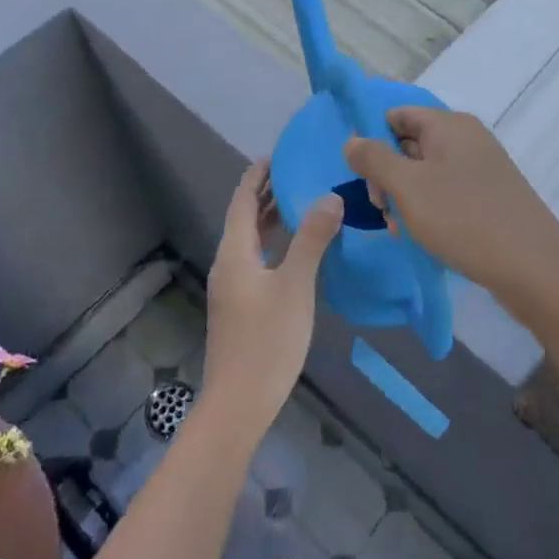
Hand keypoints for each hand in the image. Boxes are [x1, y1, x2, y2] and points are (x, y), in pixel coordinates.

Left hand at [200, 161, 342, 439]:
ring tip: (303, 202)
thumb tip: (330, 196)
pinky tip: (299, 250)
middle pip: (245, 218)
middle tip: (300, 173)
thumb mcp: (295, 285)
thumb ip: (312, 239)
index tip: (279, 154)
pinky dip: (275, 244)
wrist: (238, 404)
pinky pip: (257, 260)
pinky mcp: (241, 307)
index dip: (257, 175)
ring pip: (251, 241)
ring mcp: (233, 287)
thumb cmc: (266, 340)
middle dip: (268, 193)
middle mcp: (229, 263)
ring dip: (272, 219)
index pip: (242, 200)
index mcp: (234, 251)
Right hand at [343, 108, 558, 319]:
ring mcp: (481, 168)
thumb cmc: (464, 219)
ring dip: (406, 198)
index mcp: (449, 125)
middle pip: (409, 143)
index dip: (373, 140)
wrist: (534, 268)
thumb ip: (374, 159)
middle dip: (388, 175)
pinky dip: (429, 210)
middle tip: (383, 210)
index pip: (396, 115)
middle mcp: (466, 138)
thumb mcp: (408, 187)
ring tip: (402, 230)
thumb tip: (352, 139)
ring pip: (425, 172)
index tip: (364, 176)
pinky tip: (424, 237)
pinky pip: (447, 192)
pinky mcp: (490, 196)